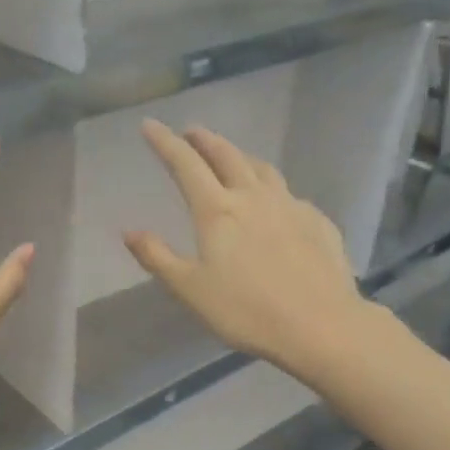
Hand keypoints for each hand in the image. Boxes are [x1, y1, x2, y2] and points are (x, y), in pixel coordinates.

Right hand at [124, 119, 373, 379]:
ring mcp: (290, 205)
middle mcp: (253, 197)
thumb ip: (157, 257)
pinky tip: (275, 203)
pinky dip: (272, 189)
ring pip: (262, 168)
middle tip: (191, 132)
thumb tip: (129, 231)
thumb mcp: (190, 289)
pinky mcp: (317, 221)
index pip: (185, 164)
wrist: (321, 325)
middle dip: (205, 140)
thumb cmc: (246, 310)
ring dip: (241, 157)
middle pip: (226, 155)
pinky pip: (289, 194)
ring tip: (232, 157)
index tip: (150, 125)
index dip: (165, 142)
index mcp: (217, 210)